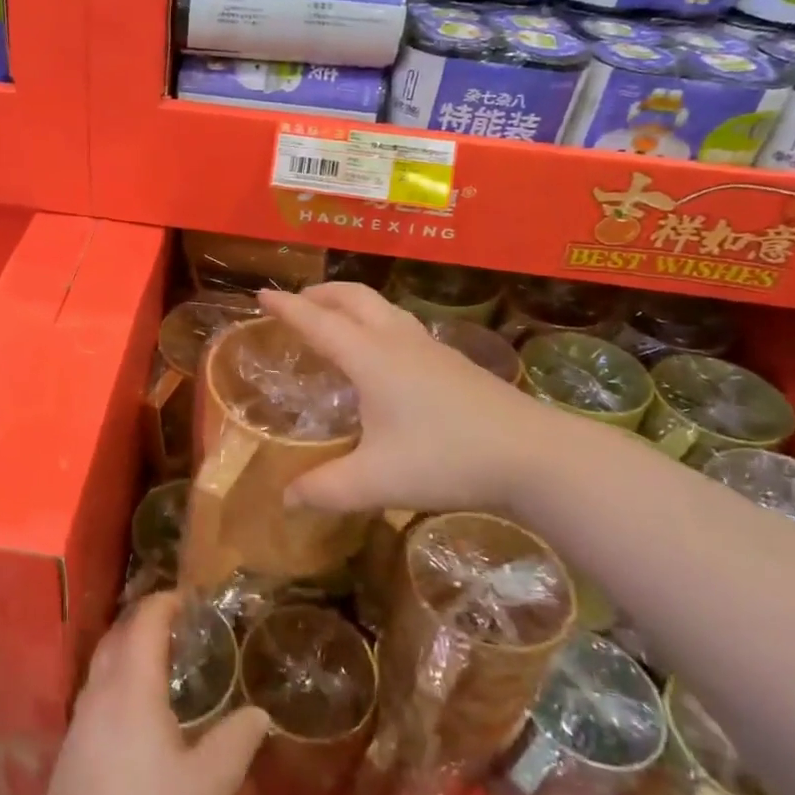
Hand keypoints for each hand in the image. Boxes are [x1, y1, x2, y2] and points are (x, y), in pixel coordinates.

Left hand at [29, 592, 269, 794]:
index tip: (188, 597)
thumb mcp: (207, 786)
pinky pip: (99, 687)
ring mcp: (82, 717)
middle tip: (177, 620)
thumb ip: (235, 743)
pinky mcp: (74, 745)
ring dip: (130, 645)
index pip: (146, 622)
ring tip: (160, 656)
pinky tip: (137, 706)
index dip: (166, 602)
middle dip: (146, 618)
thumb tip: (258, 713)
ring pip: (104, 661)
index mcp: (133, 686)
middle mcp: (102, 689)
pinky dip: (120, 675)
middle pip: (119, 634)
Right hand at [259, 282, 583, 515]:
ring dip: (350, 304)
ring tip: (333, 321)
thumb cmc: (447, 459)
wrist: (534, 454)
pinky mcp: (452, 361)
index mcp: (371, 358)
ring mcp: (430, 348)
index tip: (260, 294)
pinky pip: (400, 325)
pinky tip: (381, 355)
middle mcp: (397, 341)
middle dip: (320, 294)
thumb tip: (286, 499)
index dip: (287, 308)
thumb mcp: (377, 480)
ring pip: (381, 307)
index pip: (318, 322)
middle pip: (353, 298)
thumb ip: (326, 490)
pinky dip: (375, 322)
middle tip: (296, 303)